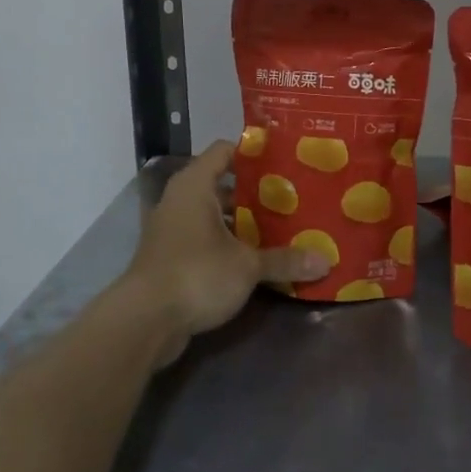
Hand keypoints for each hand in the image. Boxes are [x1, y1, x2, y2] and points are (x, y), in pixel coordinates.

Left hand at [122, 142, 330, 358]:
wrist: (145, 321)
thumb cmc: (196, 274)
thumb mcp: (247, 266)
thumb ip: (284, 260)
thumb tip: (326, 261)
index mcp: (195, 185)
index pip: (225, 150)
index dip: (254, 152)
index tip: (286, 159)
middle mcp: (181, 199)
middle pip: (224, 184)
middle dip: (257, 192)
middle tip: (294, 196)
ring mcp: (174, 229)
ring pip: (216, 214)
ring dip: (244, 221)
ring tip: (284, 225)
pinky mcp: (172, 256)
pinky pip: (207, 238)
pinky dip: (230, 243)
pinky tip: (259, 256)